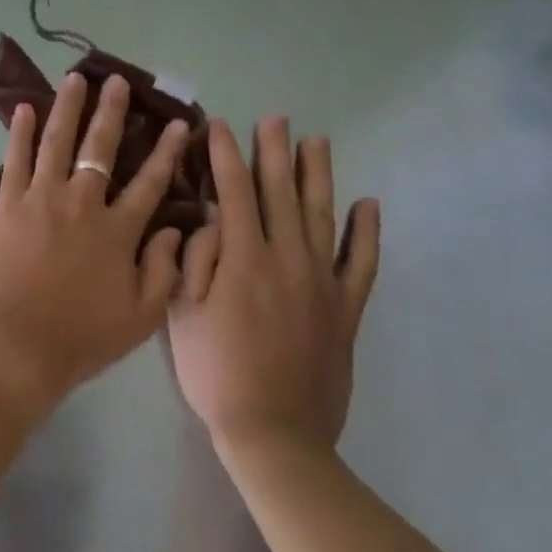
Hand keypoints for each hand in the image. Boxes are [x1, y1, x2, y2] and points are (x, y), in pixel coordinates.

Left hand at [0, 72, 190, 411]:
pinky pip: (16, 160)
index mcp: (118, 230)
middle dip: (112, 111)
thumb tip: (175, 231)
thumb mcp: (141, 316)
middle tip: (117, 81)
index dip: (166, 151)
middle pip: (100, 148)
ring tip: (74, 79)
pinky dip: (20, 132)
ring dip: (68, 107)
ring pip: (58, 141)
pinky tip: (25, 108)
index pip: (150, 182)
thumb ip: (163, 271)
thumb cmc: (81, 337)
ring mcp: (42, 199)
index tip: (178, 123)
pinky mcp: (9, 204)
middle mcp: (83, 203)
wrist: (18, 346)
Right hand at [169, 119, 379, 454]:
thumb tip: (210, 221)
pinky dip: (367, 234)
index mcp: (243, 259)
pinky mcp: (345, 310)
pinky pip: (361, 264)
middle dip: (273, 152)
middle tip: (275, 119)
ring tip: (317, 142)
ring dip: (317, 176)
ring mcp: (322, 283)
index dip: (225, 154)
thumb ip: (196, 260)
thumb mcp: (182, 314)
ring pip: (322, 216)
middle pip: (280, 193)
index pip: (233, 191)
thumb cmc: (216, 373)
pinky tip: (369, 205)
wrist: (274, 433)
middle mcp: (286, 259)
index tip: (219, 125)